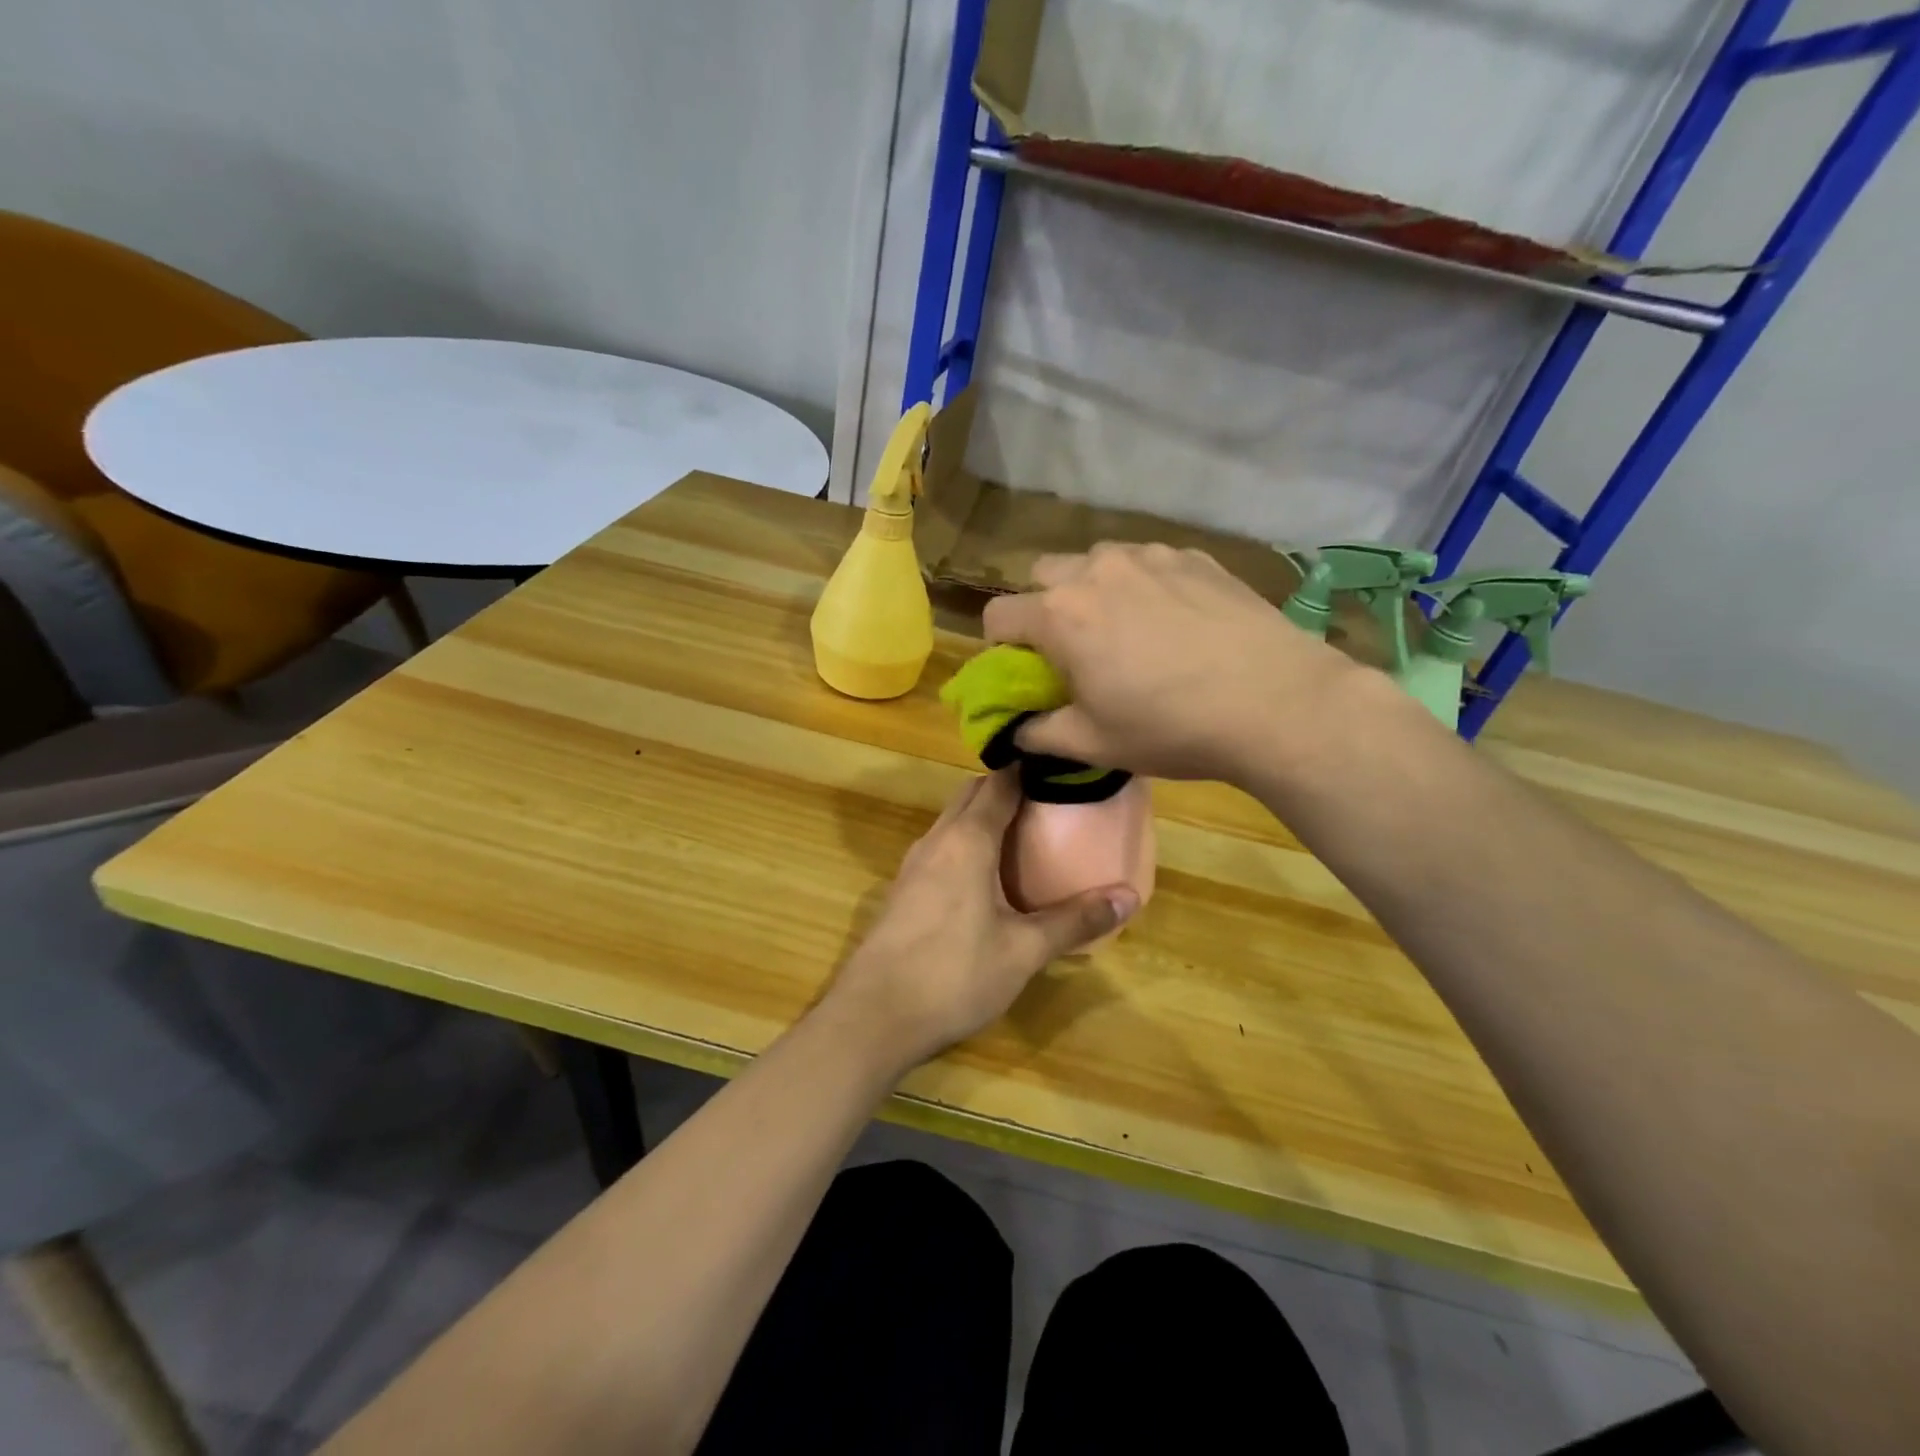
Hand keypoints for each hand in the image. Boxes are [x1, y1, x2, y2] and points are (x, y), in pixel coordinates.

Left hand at [823, 771, 1138, 1072]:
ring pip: (952, 821)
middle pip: (973, 795)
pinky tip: (987, 877)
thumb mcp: (1023, 950)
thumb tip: (1130, 896)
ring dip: (984, 817)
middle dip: (1009, 789)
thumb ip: (1075, 920)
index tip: (1063, 771)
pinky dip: (967, 844)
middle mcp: (936, 840)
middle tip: (1052, 804)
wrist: (873, 1017)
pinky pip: (940, 848)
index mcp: (967, 840)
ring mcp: (913, 865)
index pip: (1000, 782)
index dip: (1031, 770)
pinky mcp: (902, 890)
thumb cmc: (954, 975)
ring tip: (1026, 836)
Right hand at [982, 543, 1358, 782]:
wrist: (1277, 703)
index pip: (997, 617)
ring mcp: (1149, 556)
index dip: (1000, 648)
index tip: (1025, 674)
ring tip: (1129, 631)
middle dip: (1044, 607)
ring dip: (1093, 591)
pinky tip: (1176, 622)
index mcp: (1060, 615)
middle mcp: (1096, 570)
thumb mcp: (1093, 744)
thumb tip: (1014, 731)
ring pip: (1096, 562)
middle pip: (1043, 576)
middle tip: (1075, 649)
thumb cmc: (1172, 728)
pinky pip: (1147, 562)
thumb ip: (1038, 734)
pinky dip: (1143, 585)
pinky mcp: (1194, 556)